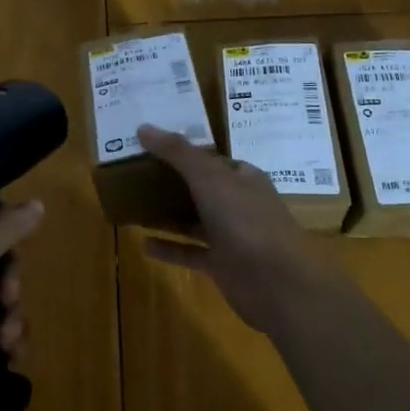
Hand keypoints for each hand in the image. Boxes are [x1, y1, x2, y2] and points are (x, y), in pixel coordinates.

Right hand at [137, 125, 326, 332]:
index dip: (182, 151)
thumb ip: (177, 152)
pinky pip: (189, 251)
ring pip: (194, 220)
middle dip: (171, 181)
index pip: (210, 158)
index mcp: (243, 177)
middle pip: (201, 188)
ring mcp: (231, 235)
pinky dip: (168, 248)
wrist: (275, 283)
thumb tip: (143, 127)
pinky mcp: (221, 264)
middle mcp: (238, 203)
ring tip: (133, 204)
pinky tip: (143, 243)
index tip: (150, 146)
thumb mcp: (209, 177)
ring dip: (167, 214)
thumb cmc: (245, 220)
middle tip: (134, 172)